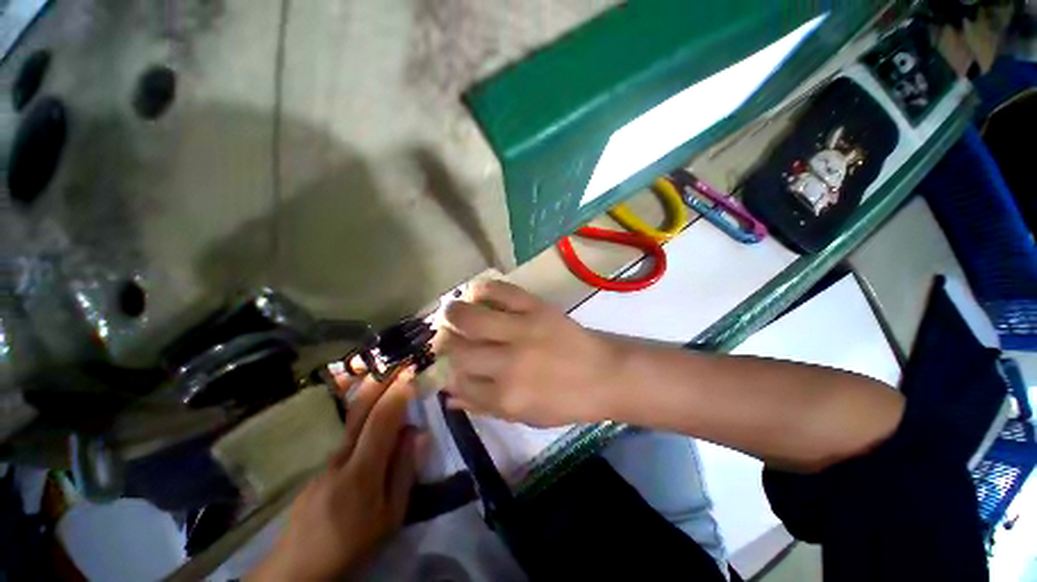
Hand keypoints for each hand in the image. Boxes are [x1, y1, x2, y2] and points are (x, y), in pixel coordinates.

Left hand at [248, 370, 425, 580]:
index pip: (382, 420)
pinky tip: (369, 399)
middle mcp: (340, 456)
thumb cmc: (353, 544)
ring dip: (369, 388)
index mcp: (361, 472)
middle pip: (360, 409)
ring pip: (350, 416)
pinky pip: (346, 428)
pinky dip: (362, 406)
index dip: (397, 393)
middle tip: (397, 358)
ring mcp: (325, 458)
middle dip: (380, 379)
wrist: (300, 567)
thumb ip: (404, 472)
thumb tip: (417, 433)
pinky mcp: (320, 463)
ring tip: (386, 368)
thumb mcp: (390, 517)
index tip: (411, 370)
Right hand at [440, 280, 621, 425]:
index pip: (458, 382)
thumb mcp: (524, 416)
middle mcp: (508, 364)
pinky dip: (482, 289)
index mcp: (506, 397)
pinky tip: (475, 293)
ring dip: (453, 314)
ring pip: (470, 318)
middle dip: (443, 343)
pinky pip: (501, 291)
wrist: (604, 374)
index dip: (447, 372)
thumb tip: (449, 395)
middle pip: (458, 349)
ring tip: (452, 313)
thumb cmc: (565, 401)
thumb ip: (484, 406)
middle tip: (445, 337)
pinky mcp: (536, 308)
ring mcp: (522, 330)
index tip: (446, 365)